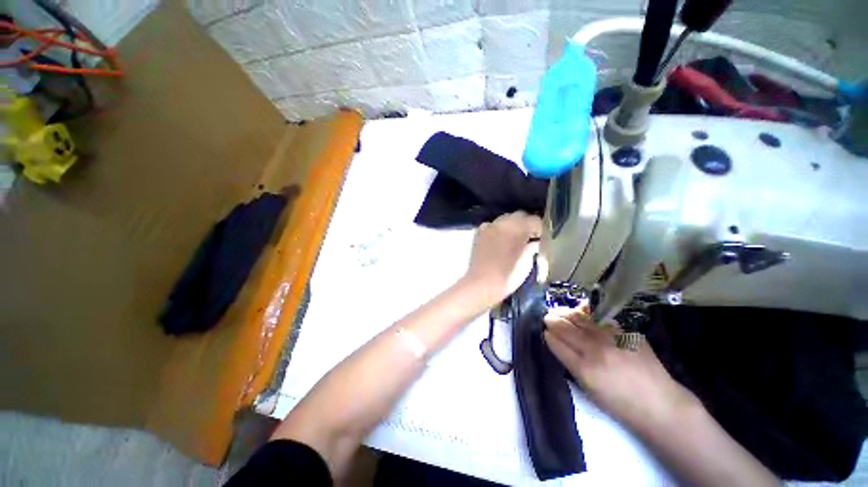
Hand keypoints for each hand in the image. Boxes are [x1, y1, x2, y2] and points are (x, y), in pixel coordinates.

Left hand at [463, 211, 541, 306]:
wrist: (482, 284)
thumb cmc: (508, 276)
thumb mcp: (526, 263)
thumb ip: (532, 248)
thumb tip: (535, 242)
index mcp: (518, 229)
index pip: (534, 220)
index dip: (541, 229)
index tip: (543, 238)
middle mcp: (503, 223)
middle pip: (520, 215)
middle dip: (527, 224)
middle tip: (530, 237)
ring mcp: (489, 226)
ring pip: (505, 218)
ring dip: (513, 225)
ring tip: (515, 238)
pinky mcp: (479, 232)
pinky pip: (492, 225)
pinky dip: (498, 229)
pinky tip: (500, 240)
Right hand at [544, 310, 698, 431]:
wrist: (659, 403)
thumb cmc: (620, 403)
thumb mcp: (588, 389)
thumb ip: (570, 363)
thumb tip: (557, 343)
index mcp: (584, 369)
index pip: (557, 343)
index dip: (548, 336)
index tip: (545, 332)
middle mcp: (595, 349)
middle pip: (565, 327)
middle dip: (552, 320)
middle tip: (547, 317)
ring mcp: (611, 338)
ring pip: (580, 317)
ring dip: (565, 312)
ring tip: (558, 311)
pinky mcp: (625, 331)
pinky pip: (599, 316)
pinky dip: (586, 311)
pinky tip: (579, 308)